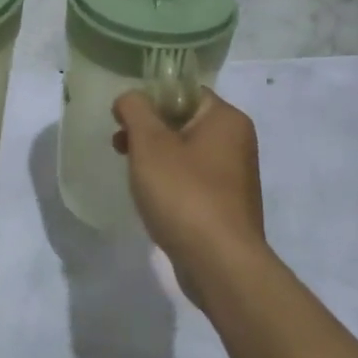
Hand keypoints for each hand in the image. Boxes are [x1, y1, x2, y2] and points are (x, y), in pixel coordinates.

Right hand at [112, 90, 269, 303]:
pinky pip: (192, 182)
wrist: (219, 264)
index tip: (123, 119)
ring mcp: (235, 177)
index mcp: (226, 119)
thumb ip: (135, 110)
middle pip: (184, 122)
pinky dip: (171, 184)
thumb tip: (129, 98)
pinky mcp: (227, 206)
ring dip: (156, 159)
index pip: (184, 93)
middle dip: (148, 132)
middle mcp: (237, 143)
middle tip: (120, 146)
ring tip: (132, 176)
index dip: (150, 100)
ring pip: (186, 154)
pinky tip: (152, 200)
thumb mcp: (150, 144)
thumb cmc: (184, 194)